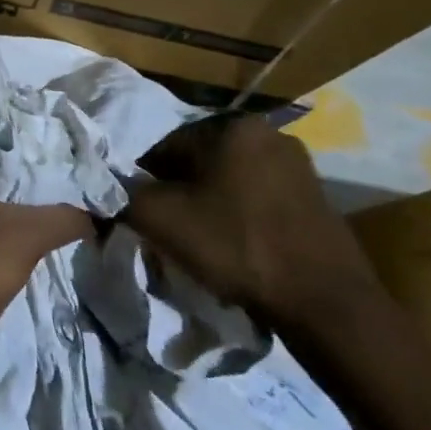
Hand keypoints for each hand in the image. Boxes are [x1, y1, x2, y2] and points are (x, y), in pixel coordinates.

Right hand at [124, 113, 380, 326]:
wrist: (327, 304)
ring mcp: (298, 164)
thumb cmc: (237, 246)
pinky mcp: (318, 196)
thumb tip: (103, 190)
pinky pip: (261, 197)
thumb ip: (122, 197)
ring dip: (213, 203)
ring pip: (230, 179)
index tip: (146, 217)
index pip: (165, 148)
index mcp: (229, 125)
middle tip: (175, 231)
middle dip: (182, 191)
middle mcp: (266, 132)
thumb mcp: (161, 220)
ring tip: (208, 243)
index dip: (147, 183)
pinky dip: (244, 215)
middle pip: (199, 161)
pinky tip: (241, 248)